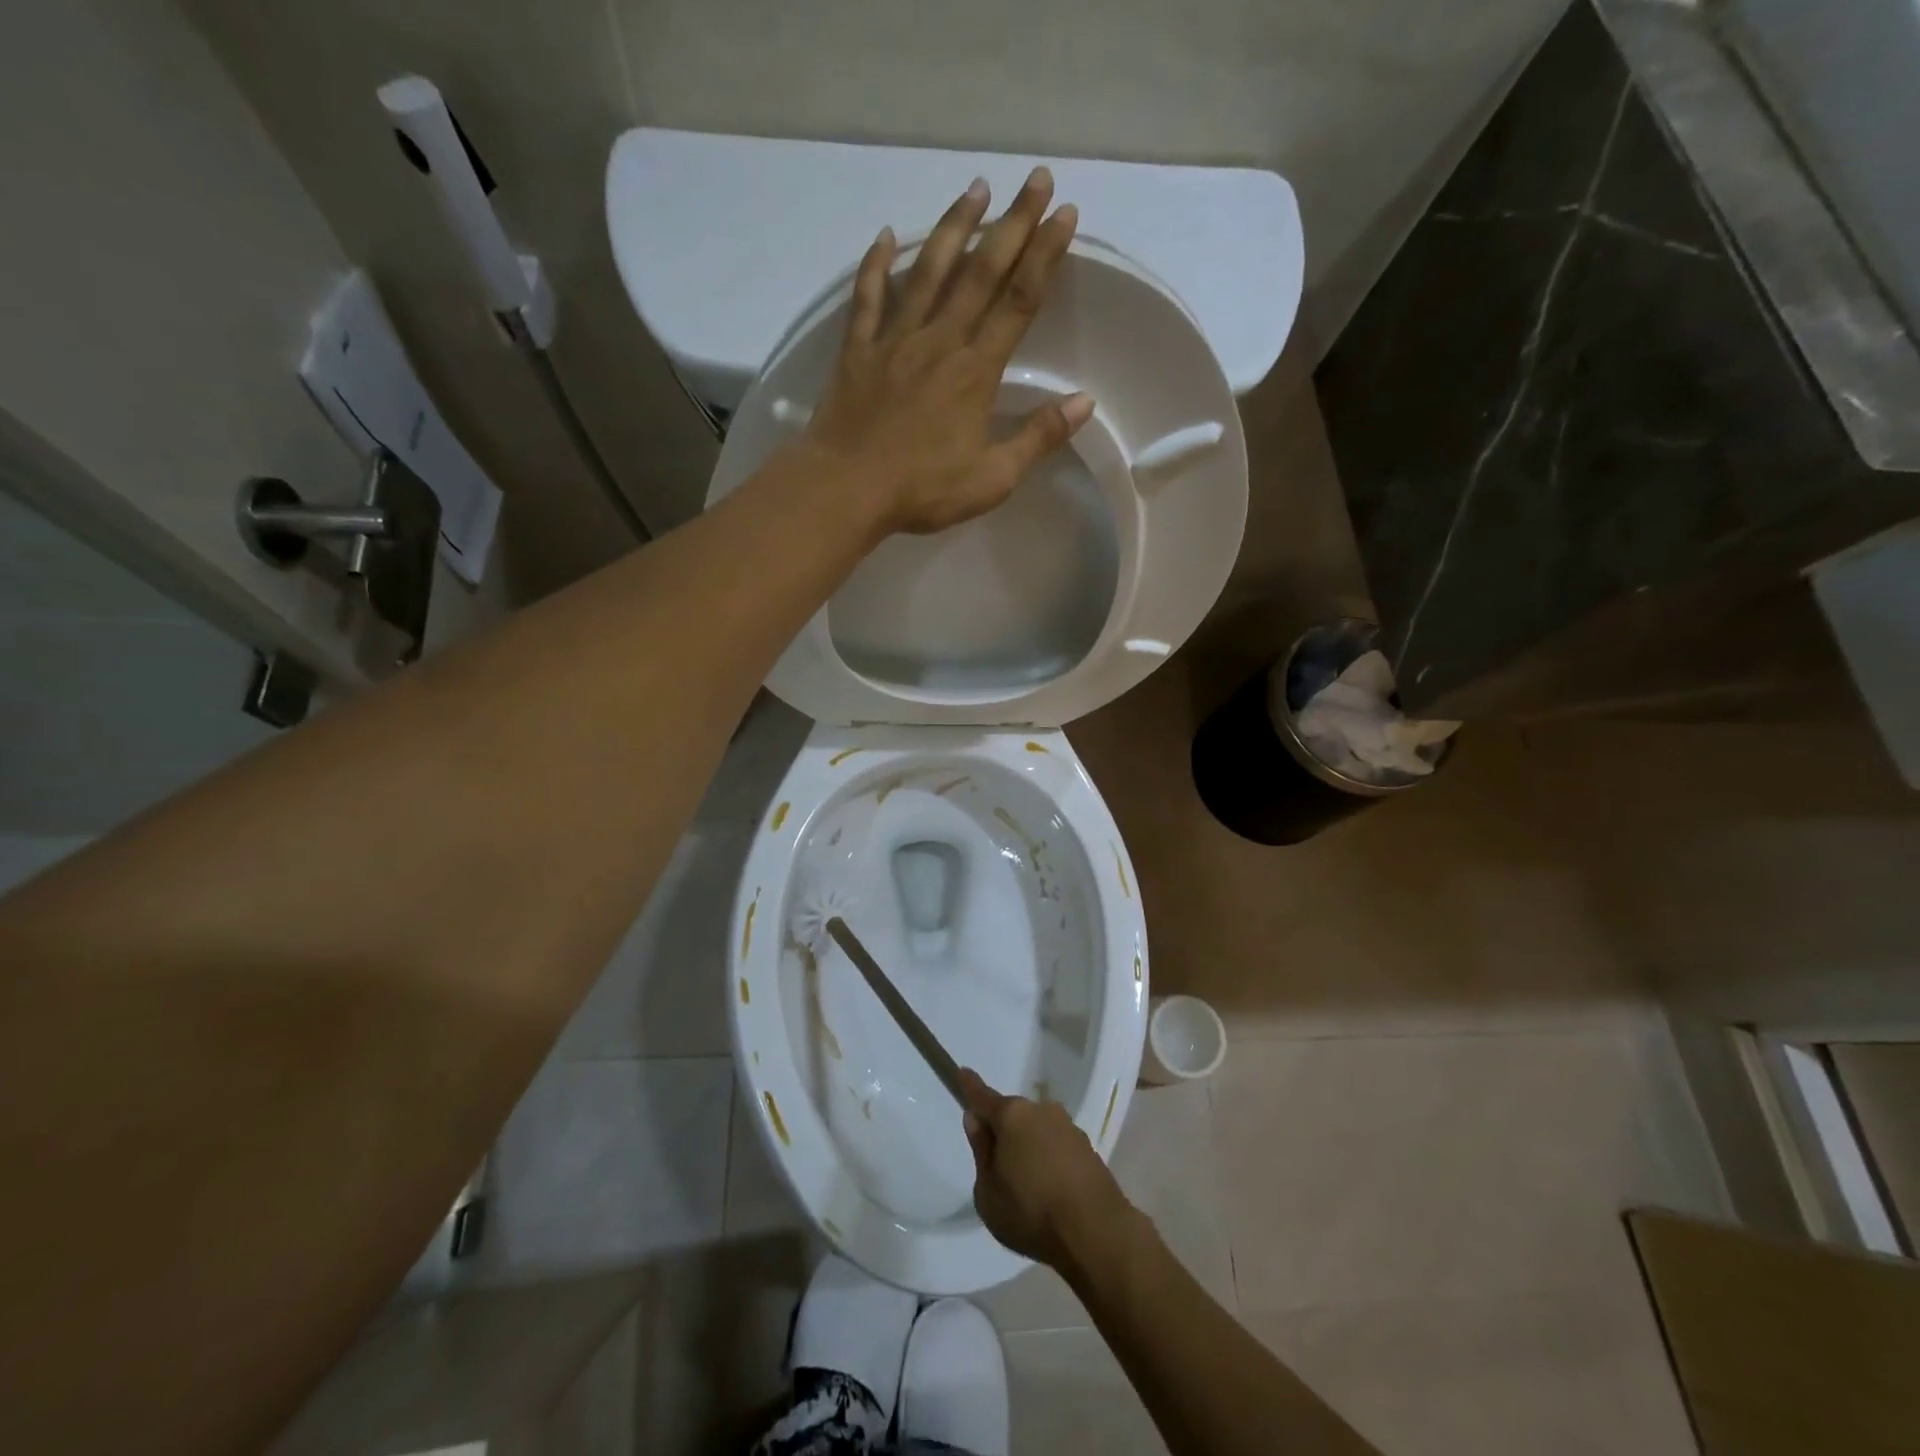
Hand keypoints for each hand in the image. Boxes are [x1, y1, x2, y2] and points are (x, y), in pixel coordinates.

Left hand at [792, 167, 1091, 538]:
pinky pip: (868, 297)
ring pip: (928, 271)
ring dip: (954, 227)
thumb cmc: (922, 490)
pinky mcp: (857, 350)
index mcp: (975, 371)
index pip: (1019, 301)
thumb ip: (1037, 438)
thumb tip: (1084, 402)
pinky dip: (877, 264)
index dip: (1044, 255)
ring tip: (975, 188)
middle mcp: (938, 341)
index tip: (1064, 213)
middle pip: (981, 272)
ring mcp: (894, 340)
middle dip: (1012, 223)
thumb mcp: (992, 478)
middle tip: (1035, 177)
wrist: (846, 489)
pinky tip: (886, 236)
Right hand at [960, 1068, 1131, 1272]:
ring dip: (1028, 1148)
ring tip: (1027, 1189)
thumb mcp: (988, 1192)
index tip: (962, 1072)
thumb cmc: (1031, 1212)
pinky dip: (1049, 1161)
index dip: (970, 1086)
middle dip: (1003, 1132)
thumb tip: (977, 1120)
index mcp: (1012, 1116)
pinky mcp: (1088, 1148)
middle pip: (1012, 1116)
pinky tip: (1050, 1193)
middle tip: (997, 1168)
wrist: (1096, 1232)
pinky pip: (1056, 1147)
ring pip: (1036, 1131)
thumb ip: (981, 1151)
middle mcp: (1041, 1111)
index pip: (983, 1097)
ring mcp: (1068, 1127)